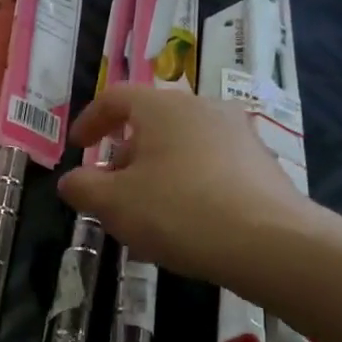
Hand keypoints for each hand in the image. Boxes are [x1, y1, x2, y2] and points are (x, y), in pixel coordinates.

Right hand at [57, 86, 321, 295]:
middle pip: (150, 123)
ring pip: (181, 147)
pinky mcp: (261, 165)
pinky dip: (186, 186)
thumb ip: (82, 188)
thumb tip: (71, 181)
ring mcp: (238, 135)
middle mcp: (203, 109)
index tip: (77, 148)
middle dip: (123, 156)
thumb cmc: (179, 212)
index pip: (115, 97)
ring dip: (155, 174)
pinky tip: (183, 225)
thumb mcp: (114, 204)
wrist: (270, 244)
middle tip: (110, 190)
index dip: (89, 120)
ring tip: (144, 214)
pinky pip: (209, 167)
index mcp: (163, 107)